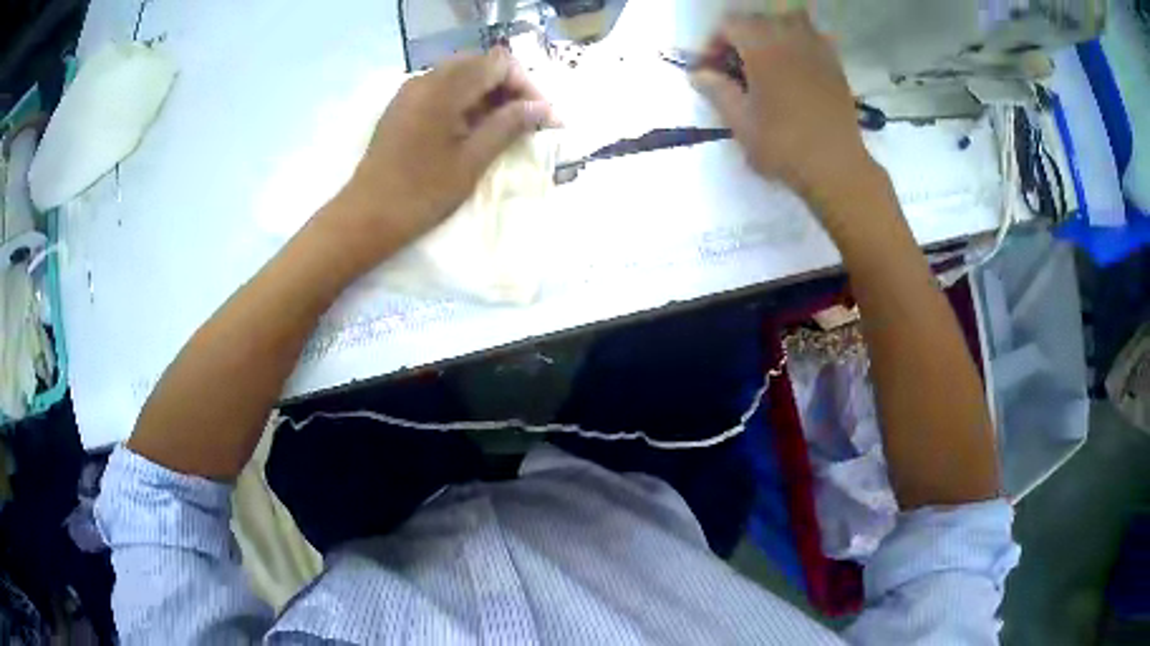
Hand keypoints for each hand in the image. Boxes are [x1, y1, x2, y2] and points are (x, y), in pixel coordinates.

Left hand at [329, 48, 554, 266]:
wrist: (367, 215)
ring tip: (504, 126)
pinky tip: (472, 127)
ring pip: (462, 74)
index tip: (542, 116)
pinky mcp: (403, 105)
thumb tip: (543, 108)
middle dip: (509, 87)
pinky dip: (466, 99)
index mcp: (444, 88)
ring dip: (488, 93)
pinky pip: (443, 88)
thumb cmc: (421, 193)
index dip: (527, 85)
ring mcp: (411, 91)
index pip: (499, 63)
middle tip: (527, 120)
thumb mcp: (472, 161)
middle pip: (481, 64)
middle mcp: (427, 79)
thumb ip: (509, 126)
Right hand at [692, 13, 877, 205]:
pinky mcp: (835, 64)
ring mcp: (817, 47)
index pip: (728, 24)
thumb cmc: (783, 145)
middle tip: (733, 68)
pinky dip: (796, 44)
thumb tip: (698, 73)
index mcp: (762, 45)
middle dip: (739, 37)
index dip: (712, 43)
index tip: (708, 70)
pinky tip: (792, 70)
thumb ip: (716, 90)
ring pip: (786, 21)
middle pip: (756, 20)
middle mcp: (790, 36)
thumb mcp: (739, 121)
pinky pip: (811, 37)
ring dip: (769, 35)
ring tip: (764, 62)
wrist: (837, 167)